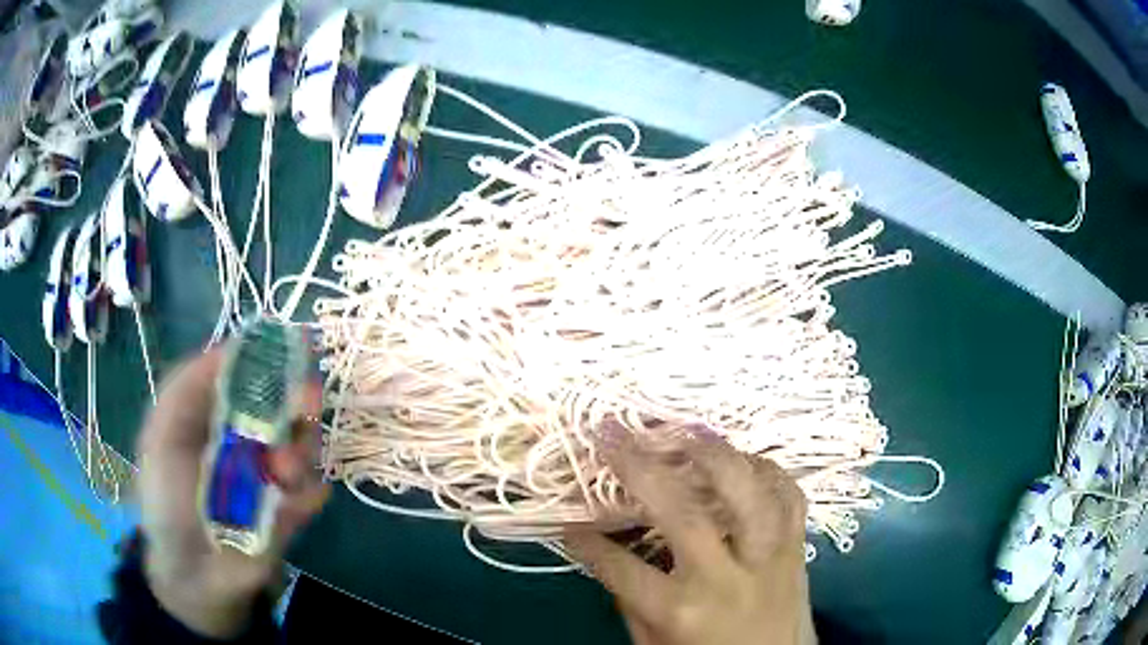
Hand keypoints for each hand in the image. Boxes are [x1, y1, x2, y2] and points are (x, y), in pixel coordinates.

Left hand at [136, 347, 328, 637]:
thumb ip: (186, 387)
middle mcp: (248, 436)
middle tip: (307, 400)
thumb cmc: (167, 497)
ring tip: (284, 473)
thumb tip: (233, 347)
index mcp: (216, 413)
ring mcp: (272, 474)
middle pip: (286, 404)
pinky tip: (292, 506)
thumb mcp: (162, 434)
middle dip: (299, 399)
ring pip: (305, 443)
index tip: (296, 344)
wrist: (193, 572)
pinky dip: (308, 493)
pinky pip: (314, 491)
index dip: (272, 357)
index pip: (250, 373)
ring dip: (302, 449)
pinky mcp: (291, 510)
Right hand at [566, 432, 815, 644]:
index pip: (620, 568)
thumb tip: (607, 547)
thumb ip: (630, 598)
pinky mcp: (798, 547)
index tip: (568, 519)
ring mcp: (770, 558)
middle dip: (641, 468)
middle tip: (612, 434)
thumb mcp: (654, 643)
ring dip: (713, 453)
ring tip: (683, 430)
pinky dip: (765, 469)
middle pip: (684, 514)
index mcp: (681, 611)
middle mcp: (727, 579)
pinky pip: (789, 494)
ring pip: (749, 492)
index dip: (587, 541)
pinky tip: (740, 460)